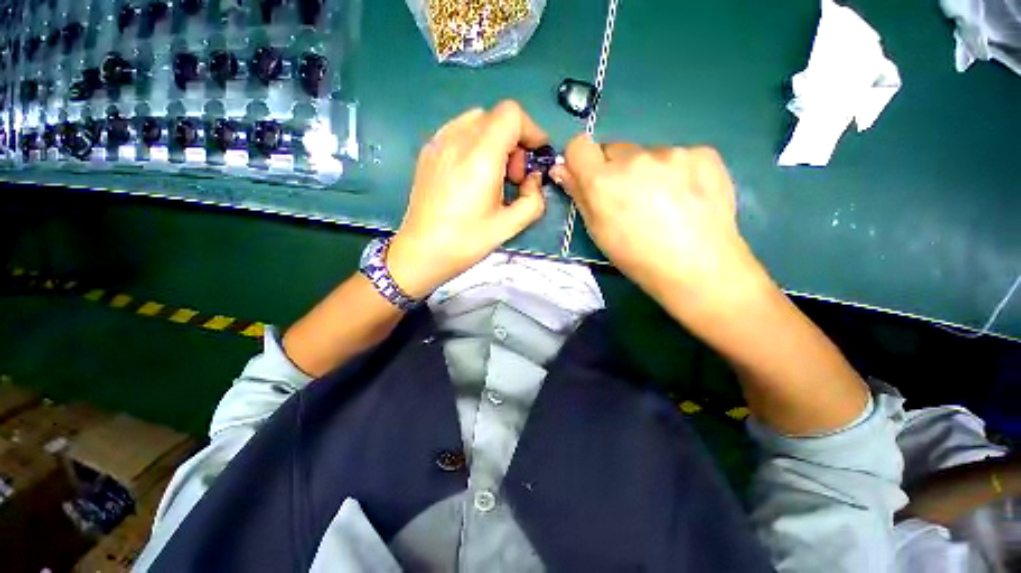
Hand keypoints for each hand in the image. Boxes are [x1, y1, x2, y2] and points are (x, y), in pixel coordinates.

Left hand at [388, 101, 547, 298]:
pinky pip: (458, 132)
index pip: (512, 114)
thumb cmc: (465, 241)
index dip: (531, 130)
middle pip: (496, 117)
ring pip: (477, 122)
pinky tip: (472, 175)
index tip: (535, 157)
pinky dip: (475, 144)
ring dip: (495, 141)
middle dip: (514, 141)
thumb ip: (533, 200)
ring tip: (492, 176)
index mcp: (480, 156)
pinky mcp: (428, 152)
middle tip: (513, 177)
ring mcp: (438, 143)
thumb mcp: (509, 226)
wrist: (421, 252)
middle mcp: (457, 139)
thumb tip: (533, 181)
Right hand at [551, 136, 759, 307]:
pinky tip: (687, 196)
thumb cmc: (637, 257)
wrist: (698, 267)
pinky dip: (677, 170)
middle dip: (615, 169)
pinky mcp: (703, 153)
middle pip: (614, 149)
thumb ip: (579, 195)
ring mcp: (672, 152)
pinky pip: (678, 155)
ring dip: (647, 170)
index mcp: (603, 181)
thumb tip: (561, 170)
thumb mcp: (598, 231)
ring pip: (647, 153)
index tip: (588, 176)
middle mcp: (634, 158)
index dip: (580, 160)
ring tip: (664, 202)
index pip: (578, 146)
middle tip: (630, 198)